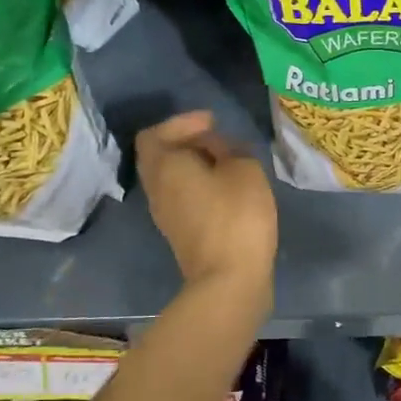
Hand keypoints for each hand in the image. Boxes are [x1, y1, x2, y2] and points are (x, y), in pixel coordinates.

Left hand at [135, 112, 277, 292]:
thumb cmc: (236, 215)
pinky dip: (200, 185)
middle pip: (160, 156)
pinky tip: (228, 188)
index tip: (213, 122)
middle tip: (219, 139)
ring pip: (172, 178)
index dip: (181, 122)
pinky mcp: (181, 233)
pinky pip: (183, 197)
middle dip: (187, 143)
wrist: (229, 279)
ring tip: (228, 162)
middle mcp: (156, 189)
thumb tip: (217, 149)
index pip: (155, 134)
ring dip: (195, 165)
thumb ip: (229, 149)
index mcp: (164, 166)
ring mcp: (166, 215)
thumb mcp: (245, 169)